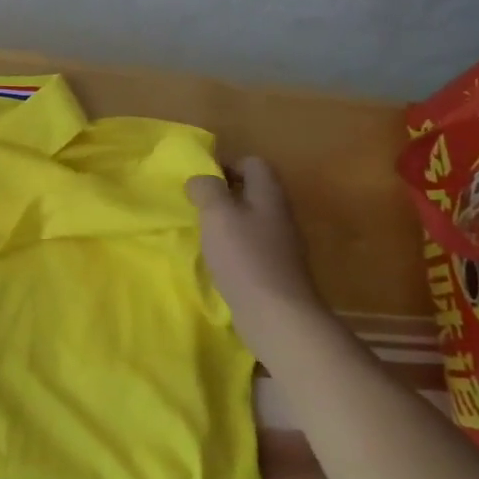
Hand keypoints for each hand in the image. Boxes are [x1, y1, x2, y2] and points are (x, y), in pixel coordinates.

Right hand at [186, 157, 324, 336]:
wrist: (277, 315)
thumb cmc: (245, 257)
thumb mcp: (217, 214)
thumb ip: (206, 189)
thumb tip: (200, 180)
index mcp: (269, 195)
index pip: (253, 163)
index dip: (227, 164)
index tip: (201, 180)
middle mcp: (280, 215)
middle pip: (253, 191)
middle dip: (224, 194)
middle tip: (197, 205)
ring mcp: (281, 244)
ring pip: (251, 219)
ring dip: (226, 222)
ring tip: (202, 232)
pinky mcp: (275, 269)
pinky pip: (251, 245)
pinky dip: (232, 246)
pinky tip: (216, 259)